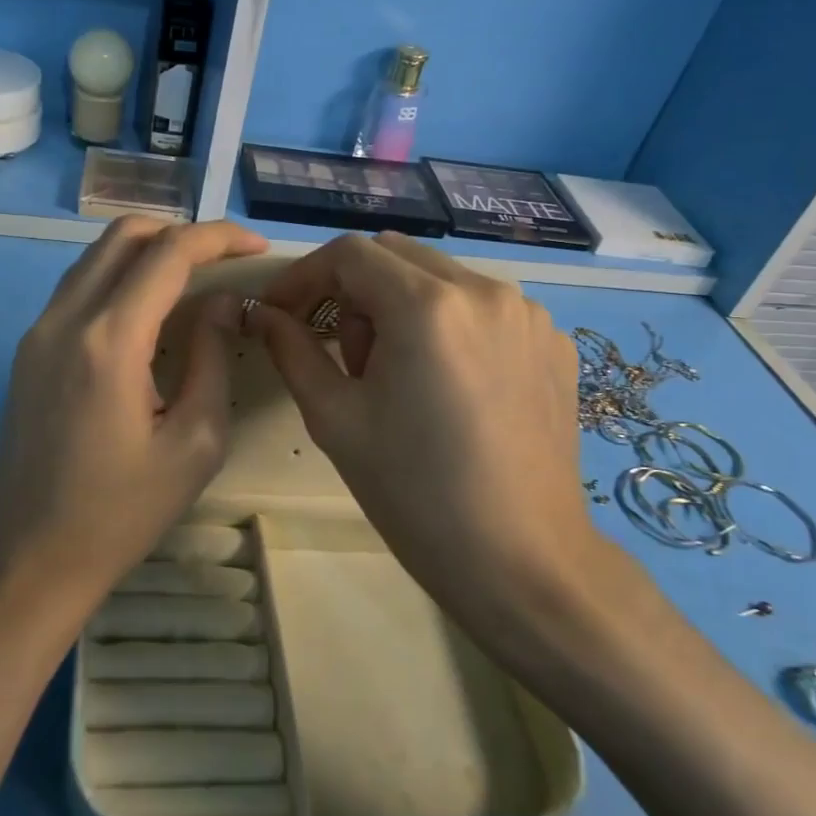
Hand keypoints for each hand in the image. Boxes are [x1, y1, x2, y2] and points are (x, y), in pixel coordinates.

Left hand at [0, 215, 266, 604]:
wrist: (33, 557)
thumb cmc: (123, 511)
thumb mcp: (195, 442)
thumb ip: (212, 357)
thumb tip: (222, 302)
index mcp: (109, 340)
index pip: (169, 253)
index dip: (218, 237)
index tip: (256, 246)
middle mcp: (65, 319)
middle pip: (125, 235)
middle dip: (181, 232)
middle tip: (224, 260)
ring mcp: (38, 331)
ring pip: (96, 256)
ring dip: (147, 252)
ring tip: (193, 280)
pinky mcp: (28, 350)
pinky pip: (78, 287)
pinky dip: (118, 278)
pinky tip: (148, 313)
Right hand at [247, 232, 604, 638]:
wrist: (522, 561)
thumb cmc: (415, 494)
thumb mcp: (335, 418)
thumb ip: (292, 349)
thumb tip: (262, 314)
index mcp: (427, 306)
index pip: (349, 254)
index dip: (304, 276)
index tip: (281, 312)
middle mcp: (485, 290)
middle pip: (395, 255)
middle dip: (352, 289)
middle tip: (339, 351)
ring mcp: (528, 313)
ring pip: (440, 276)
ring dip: (400, 304)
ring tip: (396, 373)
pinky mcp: (552, 341)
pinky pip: (482, 306)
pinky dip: (448, 323)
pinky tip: (446, 384)